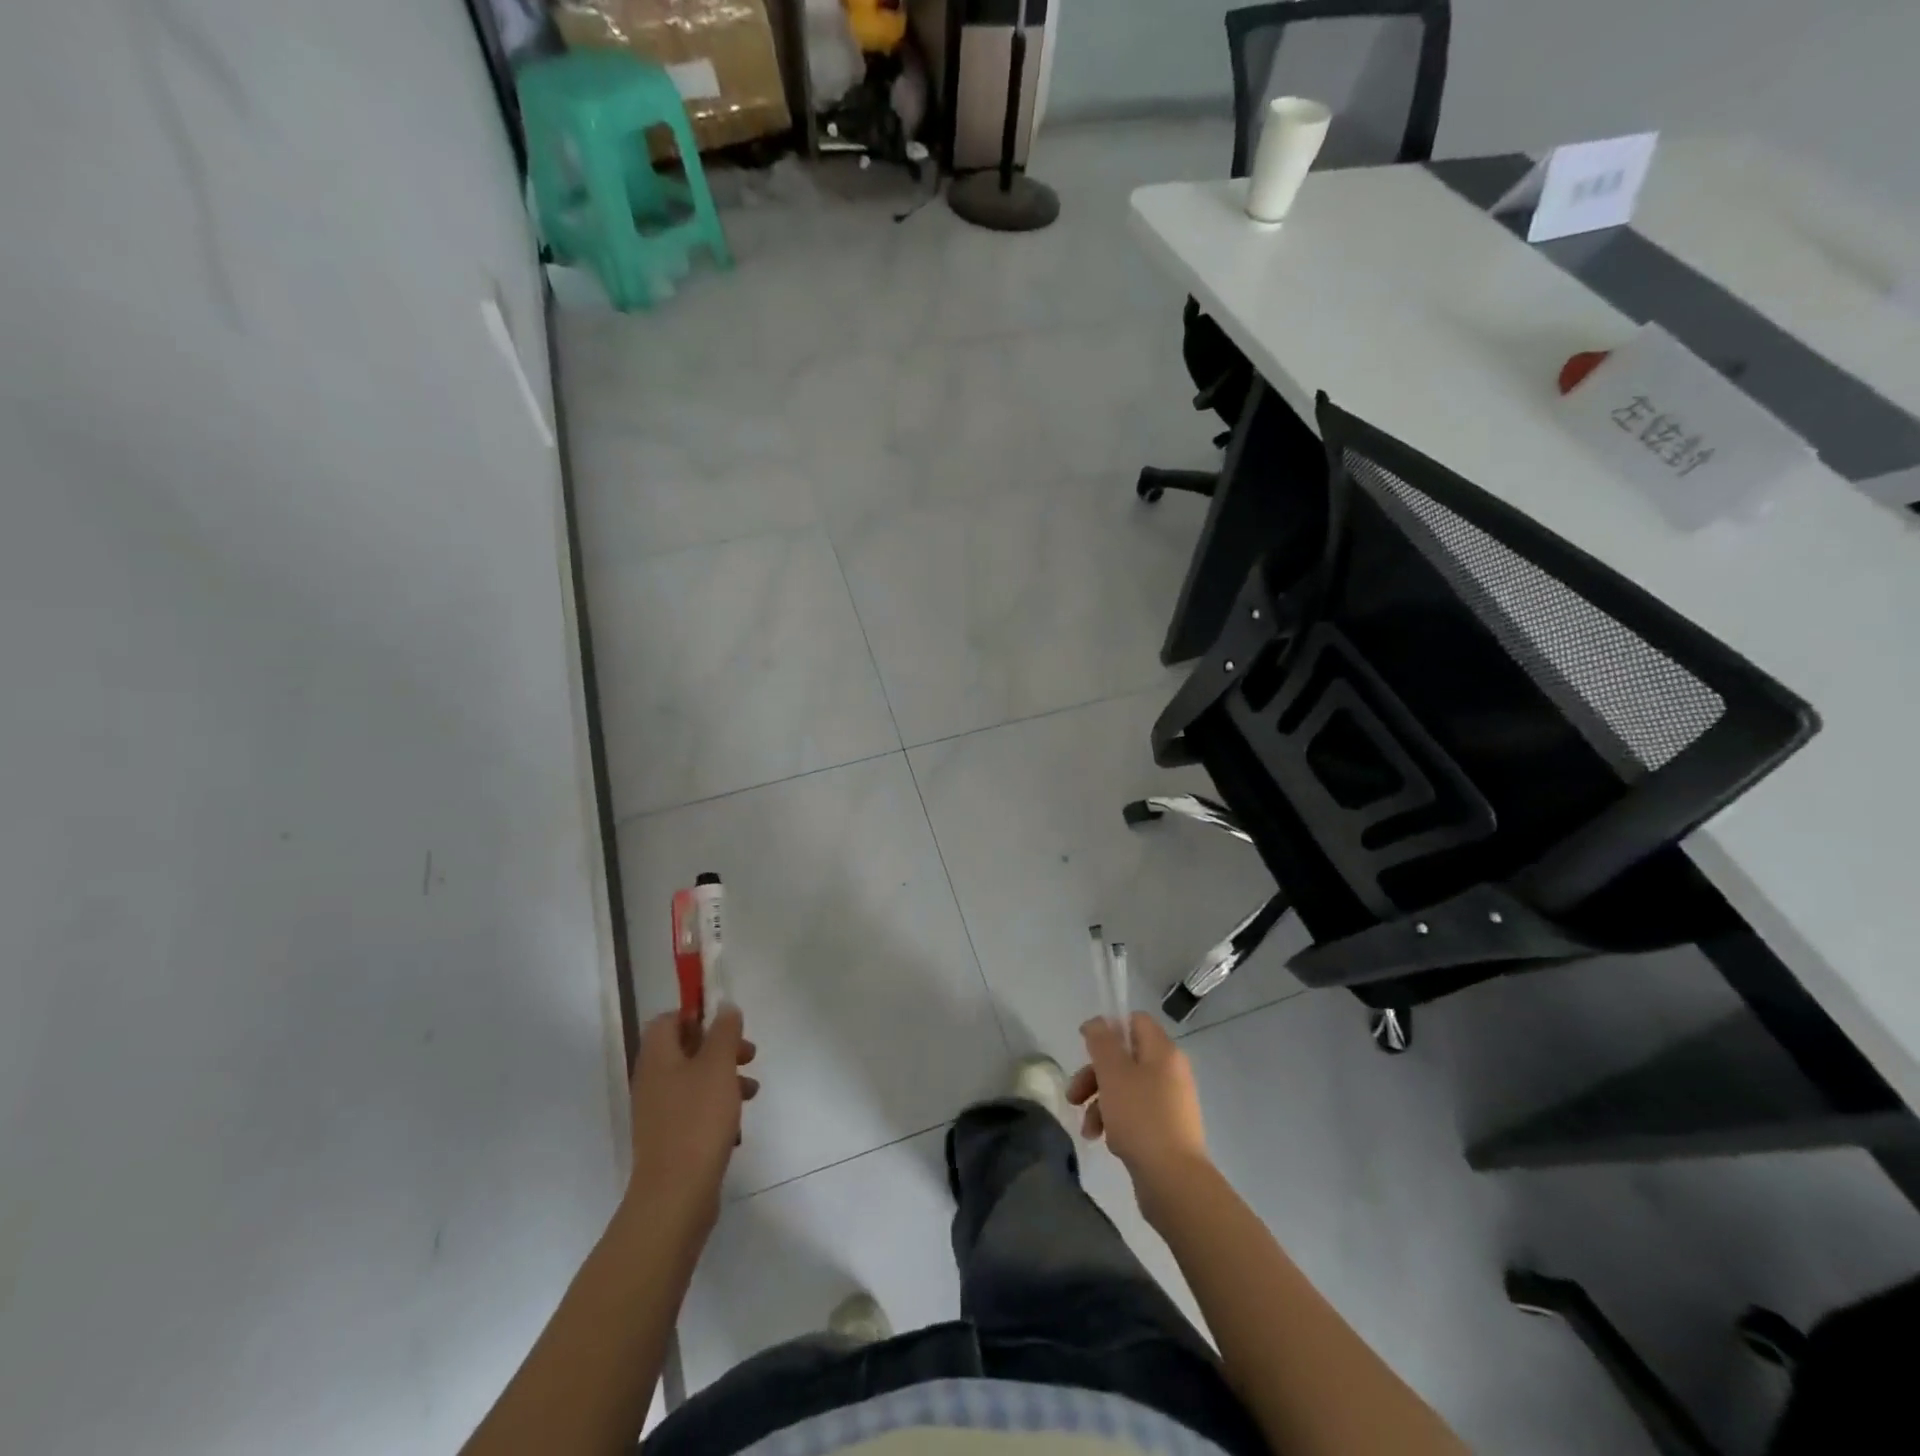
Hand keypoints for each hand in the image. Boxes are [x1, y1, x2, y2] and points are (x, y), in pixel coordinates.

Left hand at [625, 1006, 758, 1225]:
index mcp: (657, 1058)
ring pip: (694, 1079)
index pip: (667, 1020)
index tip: (726, 1025)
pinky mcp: (670, 1138)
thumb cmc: (698, 1120)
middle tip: (748, 1054)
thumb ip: (724, 1031)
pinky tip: (738, 1122)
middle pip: (685, 1049)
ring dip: (724, 1077)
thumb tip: (723, 1006)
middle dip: (720, 1047)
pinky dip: (717, 1106)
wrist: (676, 1196)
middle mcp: (652, 1081)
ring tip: (752, 1090)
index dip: (696, 1015)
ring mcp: (659, 1112)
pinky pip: (695, 1109)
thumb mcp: (718, 1066)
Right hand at [1068, 1014, 1209, 1222]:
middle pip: (1125, 1058)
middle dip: (1095, 1075)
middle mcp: (1171, 1072)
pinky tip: (1105, 1141)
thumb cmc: (1141, 1118)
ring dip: (1100, 1103)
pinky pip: (1135, 1114)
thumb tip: (1097, 1023)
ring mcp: (1170, 1103)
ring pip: (1126, 1089)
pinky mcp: (1167, 1130)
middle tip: (1074, 1096)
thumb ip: (1102, 1042)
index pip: (1135, 1021)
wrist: (1174, 1182)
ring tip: (1089, 1129)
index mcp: (1163, 1052)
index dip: (1108, 1029)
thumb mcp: (1114, 1073)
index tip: (1085, 1047)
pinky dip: (1116, 1122)